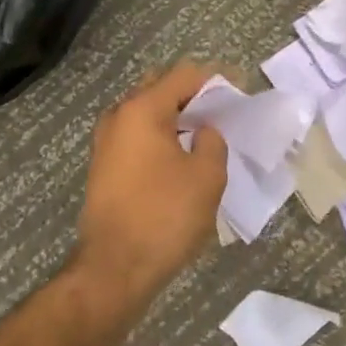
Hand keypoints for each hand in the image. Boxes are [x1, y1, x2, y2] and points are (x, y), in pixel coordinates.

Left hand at [75, 62, 228, 299]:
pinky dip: (160, 136)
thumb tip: (203, 132)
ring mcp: (106, 142)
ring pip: (146, 113)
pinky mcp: (104, 166)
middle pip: (160, 88)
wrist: (114, 269)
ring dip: (175, 117)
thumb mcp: (207, 176)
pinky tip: (182, 155)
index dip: (216, 80)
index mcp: (142, 110)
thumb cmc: (165, 216)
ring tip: (206, 133)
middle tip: (222, 110)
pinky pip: (137, 136)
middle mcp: (118, 116)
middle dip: (193, 94)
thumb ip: (212, 142)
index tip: (241, 91)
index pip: (184, 76)